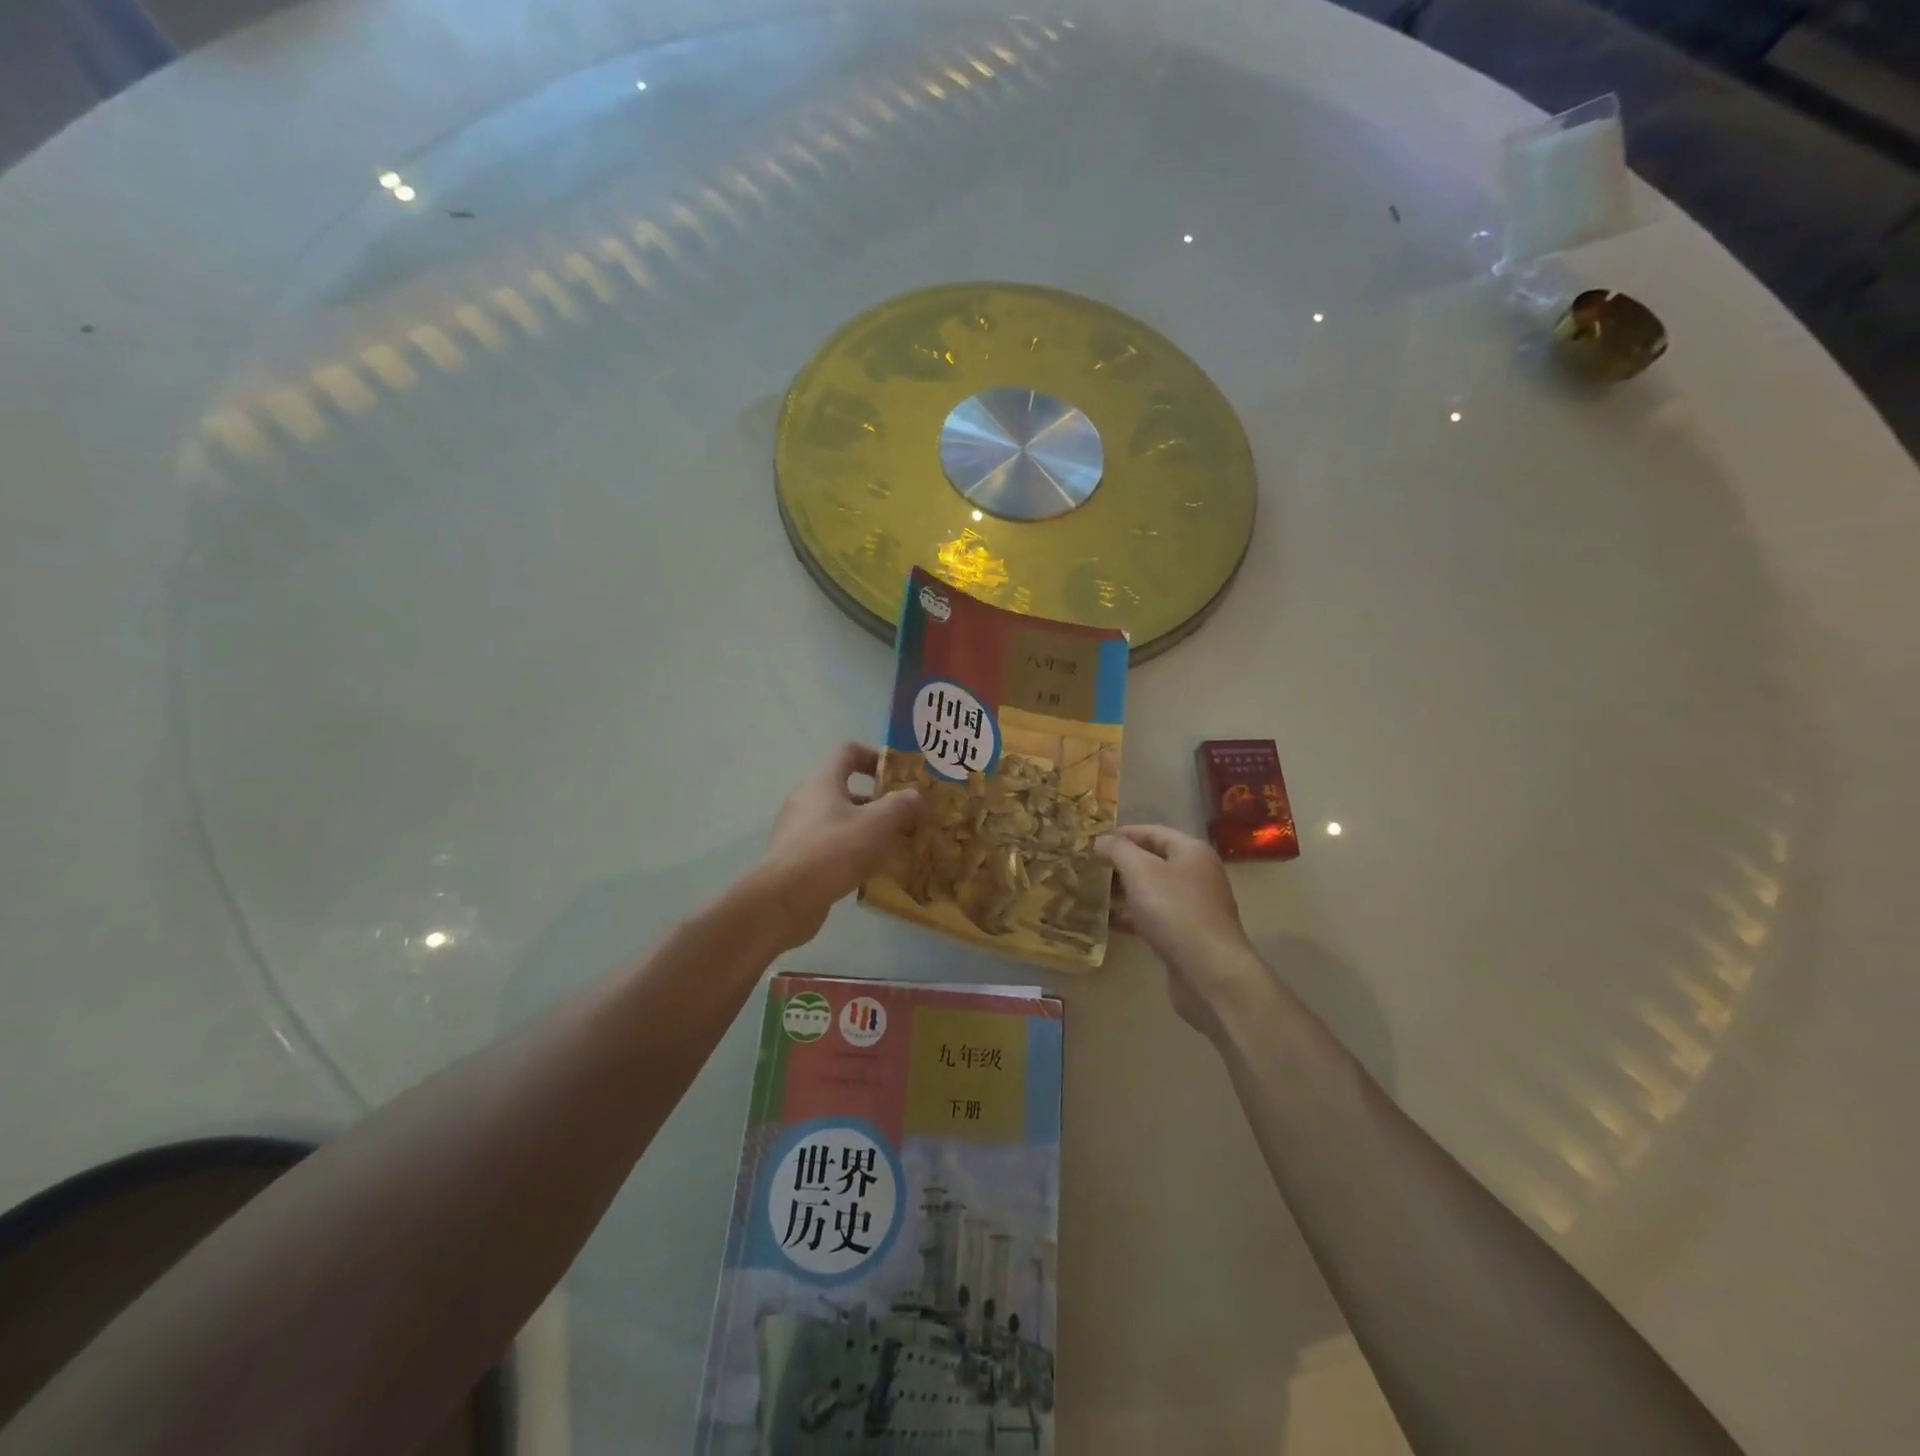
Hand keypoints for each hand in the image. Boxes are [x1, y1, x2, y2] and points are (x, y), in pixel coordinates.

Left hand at [760, 743, 923, 947]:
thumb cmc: (834, 850)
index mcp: (822, 781)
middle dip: (876, 800)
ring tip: (892, 846)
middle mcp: (805, 799)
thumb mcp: (878, 824)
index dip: (874, 757)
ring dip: (864, 828)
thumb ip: (901, 805)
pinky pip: (828, 845)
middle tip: (902, 815)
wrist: (785, 899)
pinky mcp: (794, 858)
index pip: (848, 752)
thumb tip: (916, 796)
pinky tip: (868, 870)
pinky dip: (849, 851)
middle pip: (843, 788)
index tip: (897, 776)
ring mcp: (796, 830)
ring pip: (837, 819)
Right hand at [1097, 825, 1265, 1035]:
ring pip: (1154, 890)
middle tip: (1089, 867)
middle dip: (1121, 863)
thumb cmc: (1175, 912)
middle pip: (1154, 860)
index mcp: (1191, 851)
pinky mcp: (1189, 934)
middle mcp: (1198, 874)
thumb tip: (1101, 839)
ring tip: (1094, 893)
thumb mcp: (1140, 871)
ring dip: (1125, 890)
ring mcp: (1195, 905)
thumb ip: (1118, 850)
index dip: (1122, 834)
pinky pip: (1157, 916)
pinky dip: (1135, 915)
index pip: (1152, 832)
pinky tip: (1112, 922)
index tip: (1092, 841)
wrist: (1210, 972)